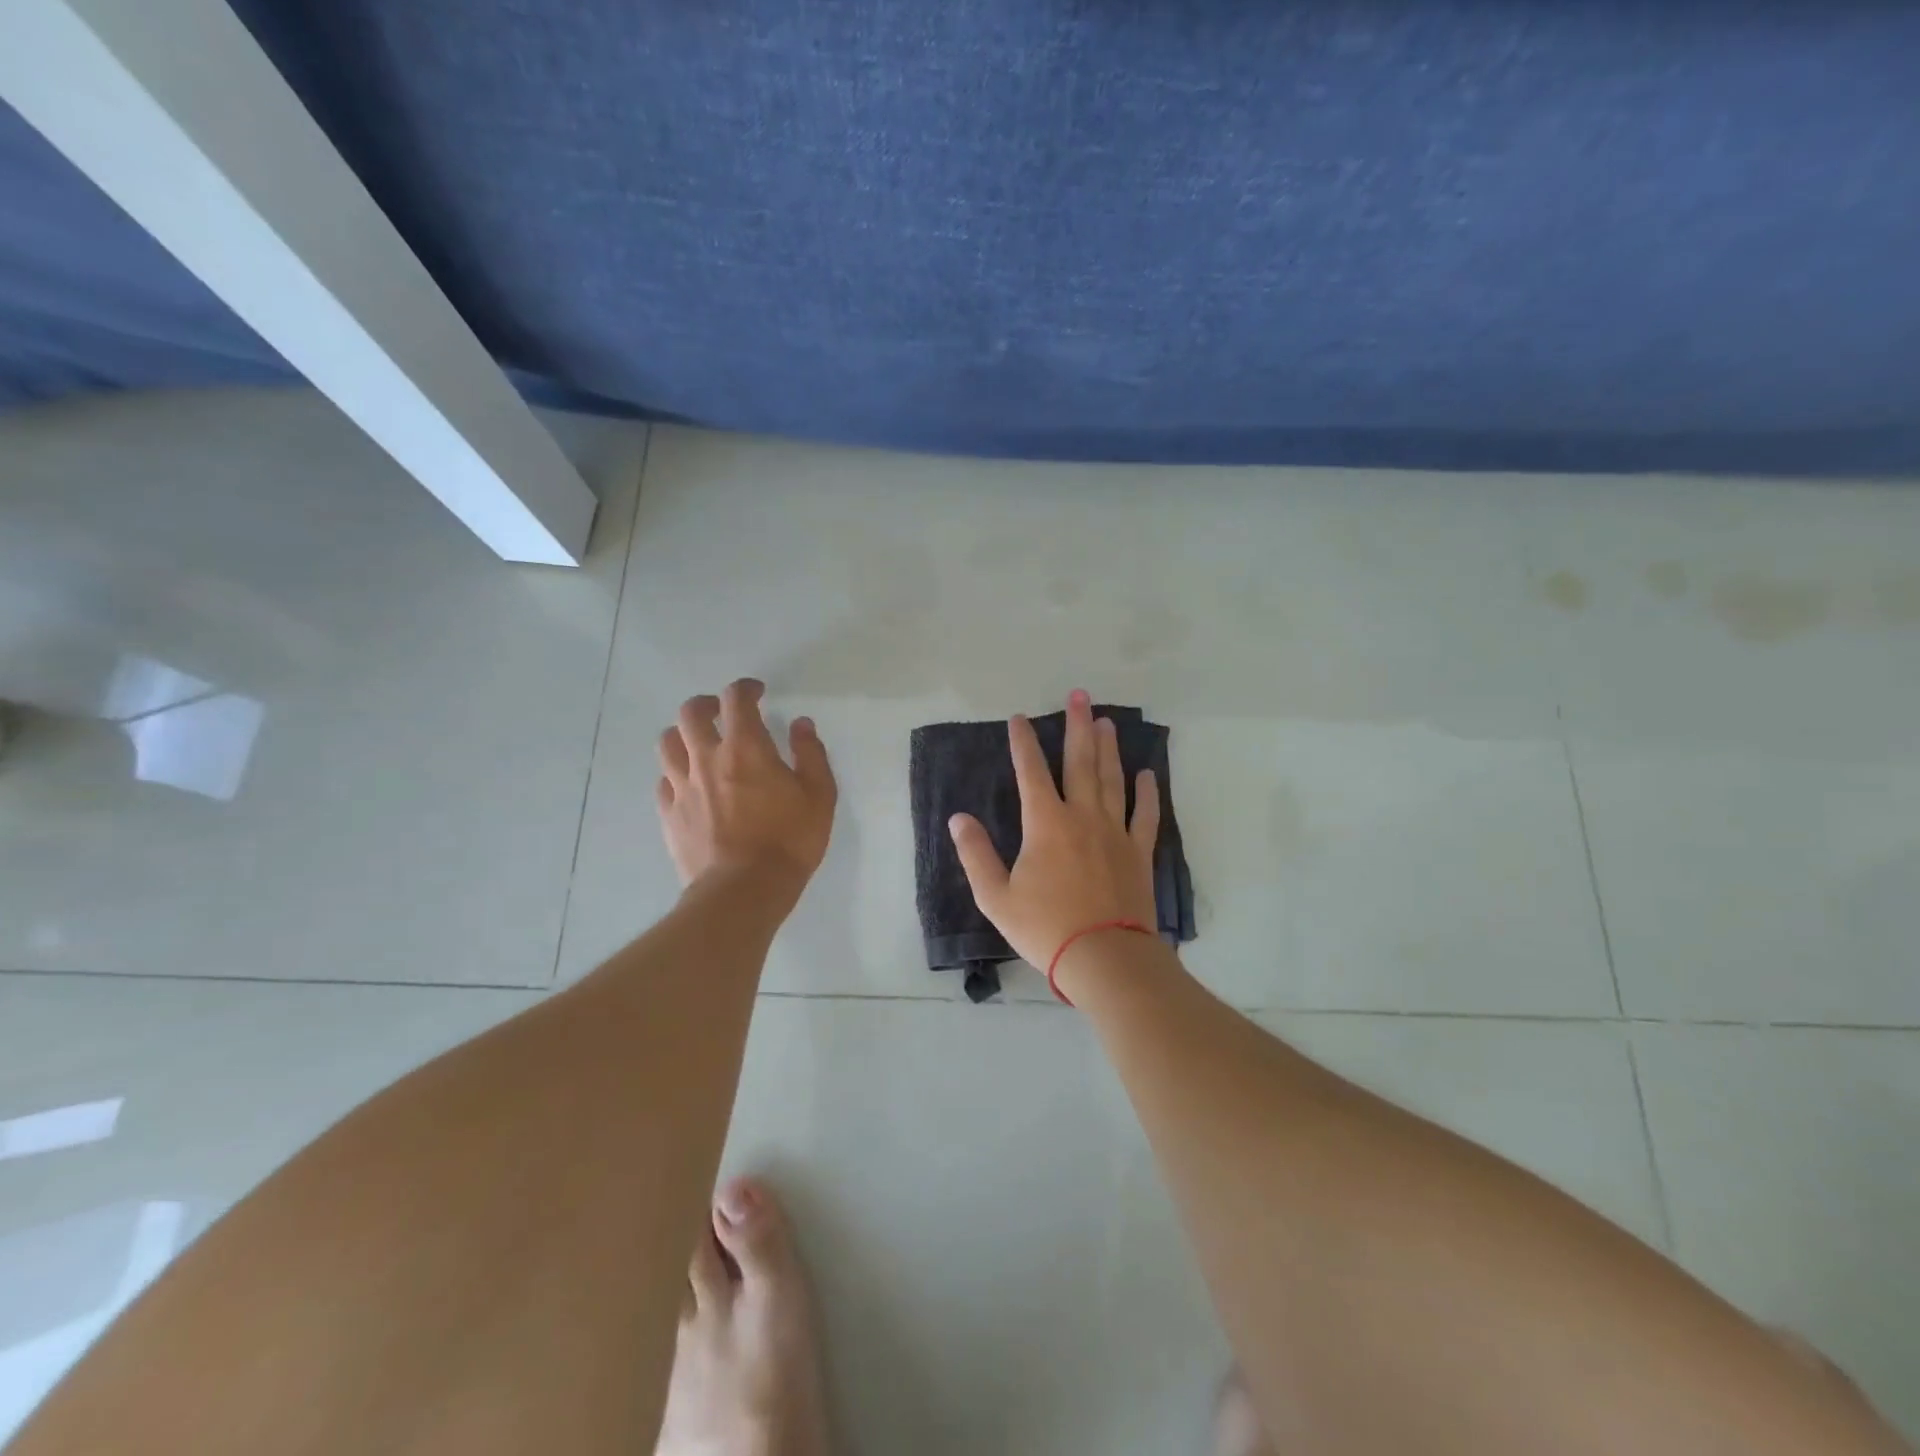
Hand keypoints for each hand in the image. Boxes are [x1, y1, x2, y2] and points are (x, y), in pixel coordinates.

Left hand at [656, 679, 836, 897]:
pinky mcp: (670, 815)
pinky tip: (690, 784)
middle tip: (721, 713)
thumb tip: (801, 724)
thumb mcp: (819, 795)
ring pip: (668, 743)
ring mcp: (682, 787)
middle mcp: (707, 759)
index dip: (745, 688)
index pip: (735, 699)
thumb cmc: (788, 840)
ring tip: (699, 744)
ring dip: (683, 735)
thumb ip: (810, 753)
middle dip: (706, 705)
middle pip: (690, 714)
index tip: (757, 693)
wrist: (743, 890)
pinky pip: (664, 782)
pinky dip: (676, 773)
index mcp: (745, 748)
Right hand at [948, 688, 1160, 969]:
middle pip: (1080, 762)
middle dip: (1077, 727)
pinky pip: (1145, 814)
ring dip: (1109, 748)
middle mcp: (1082, 817)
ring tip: (1107, 721)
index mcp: (1045, 824)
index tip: (1019, 719)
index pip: (1031, 772)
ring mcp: (1115, 832)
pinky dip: (1146, 792)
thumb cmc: (1045, 928)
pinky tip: (1147, 773)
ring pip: (1112, 780)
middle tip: (1080, 696)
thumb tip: (958, 818)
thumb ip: (976, 854)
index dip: (1024, 743)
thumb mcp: (996, 896)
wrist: (1104, 958)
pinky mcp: (1138, 852)